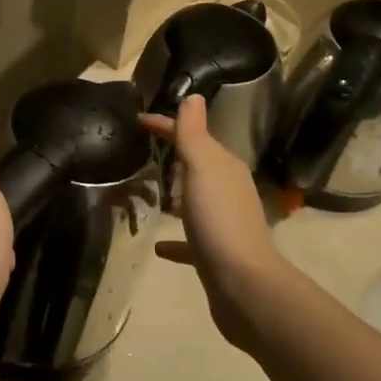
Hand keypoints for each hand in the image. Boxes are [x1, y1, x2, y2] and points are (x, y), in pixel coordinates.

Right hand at [139, 96, 293, 349]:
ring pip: (193, 201)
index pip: (191, 135)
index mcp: (224, 166)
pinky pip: (190, 241)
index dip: (165, 125)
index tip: (136, 122)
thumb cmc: (219, 219)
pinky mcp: (215, 255)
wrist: (243, 285)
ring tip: (144, 196)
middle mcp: (227, 190)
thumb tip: (193, 95)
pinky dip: (175, 240)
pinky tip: (157, 246)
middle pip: (195, 166)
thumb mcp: (203, 167)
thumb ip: (194, 132)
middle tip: (137, 157)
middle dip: (169, 159)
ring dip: (173, 197)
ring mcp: (223, 223)